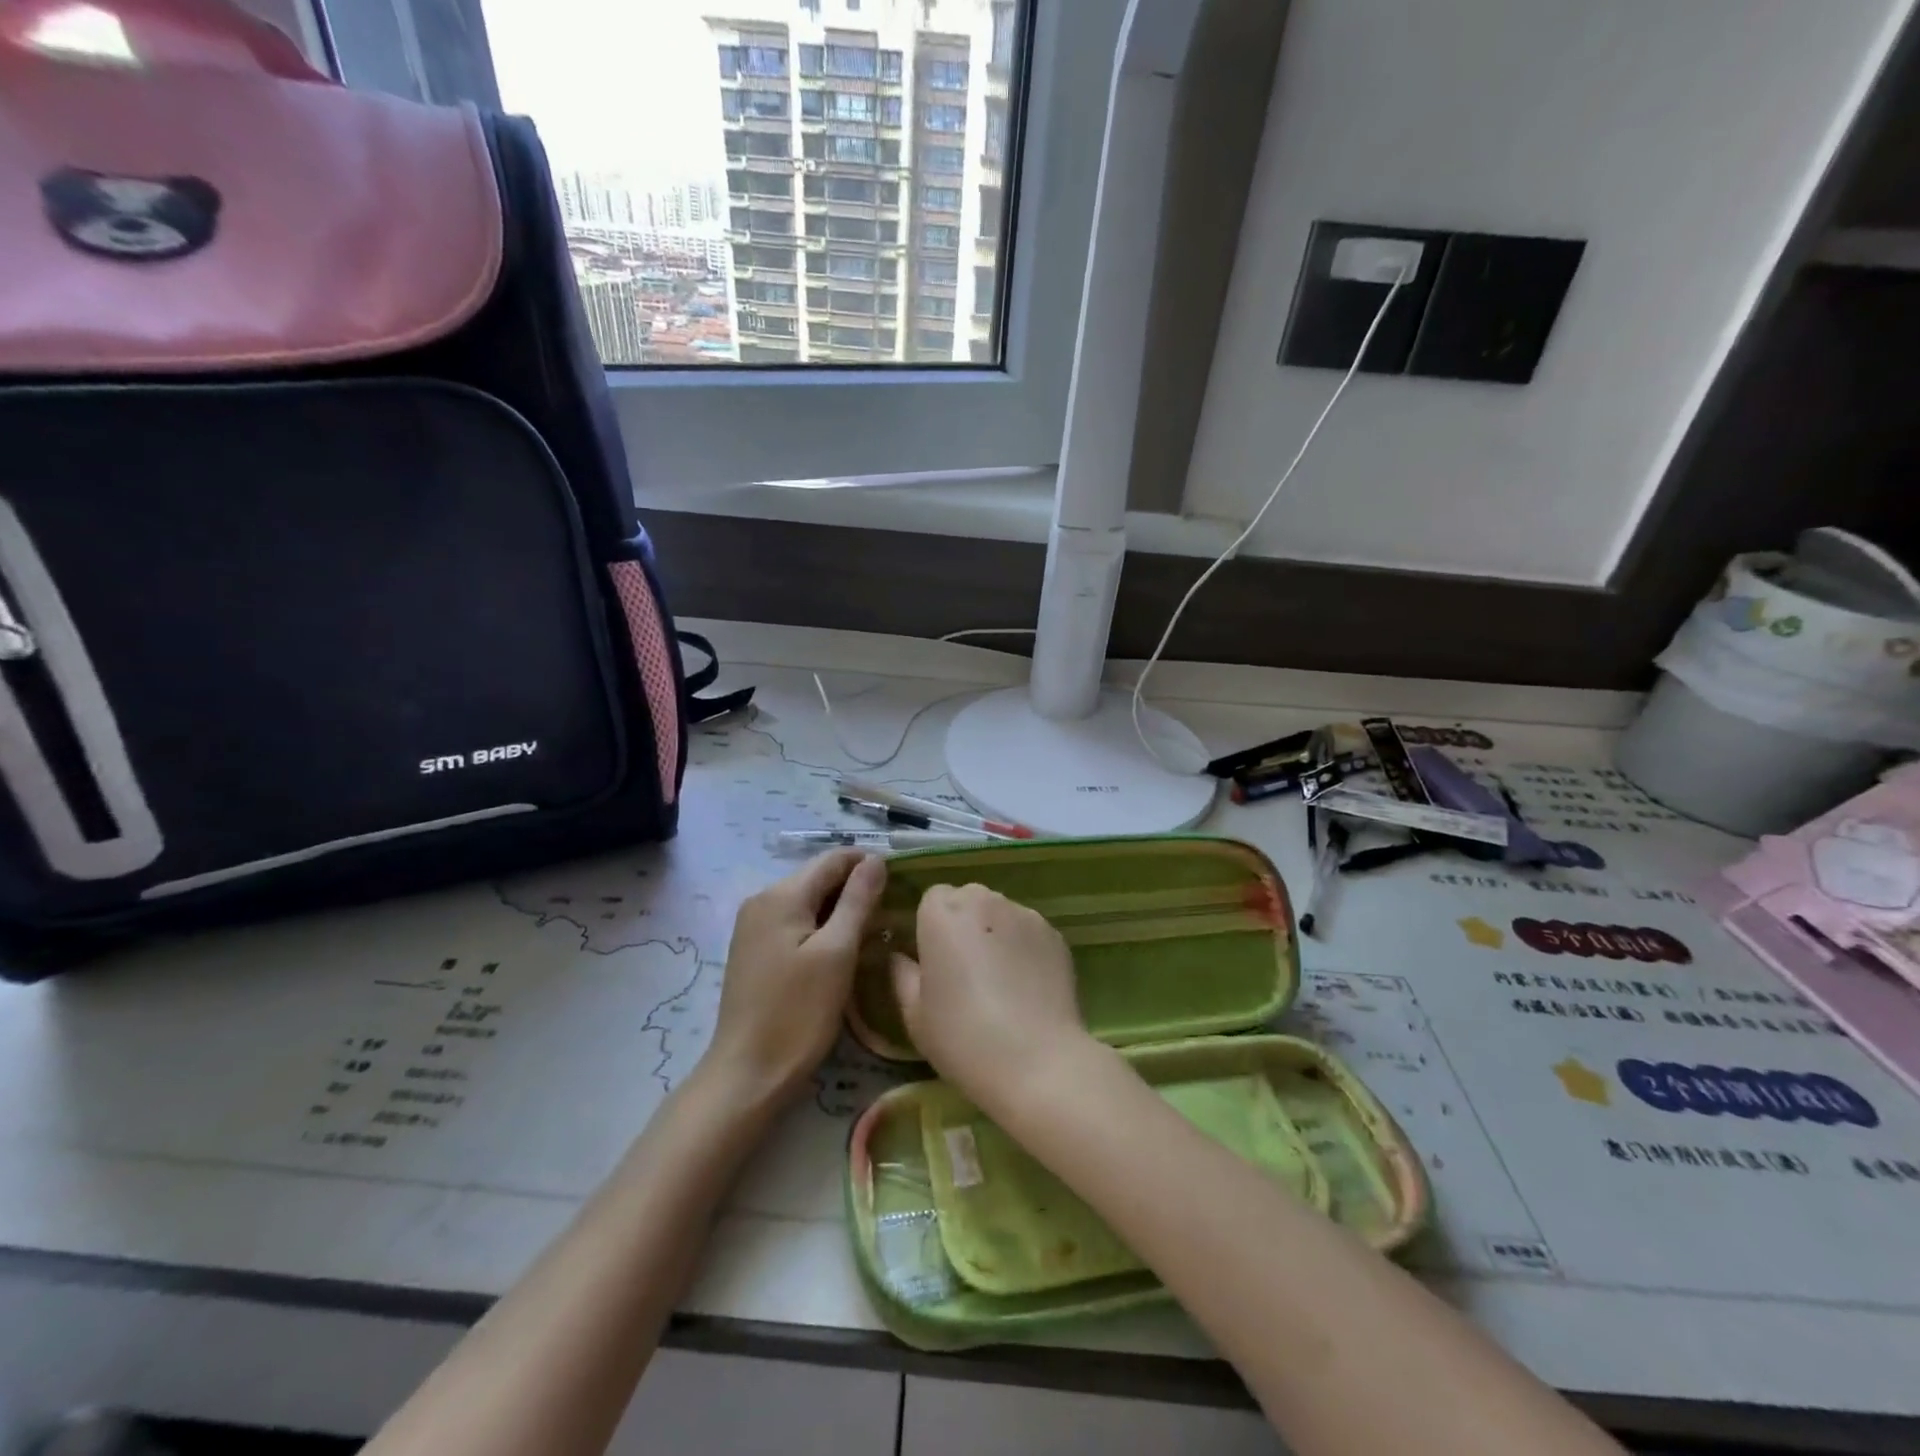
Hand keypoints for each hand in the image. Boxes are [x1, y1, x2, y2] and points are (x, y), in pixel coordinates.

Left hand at [707, 851, 887, 1106]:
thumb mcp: (837, 953)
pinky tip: (842, 948)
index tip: (903, 881)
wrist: (747, 1074)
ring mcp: (754, 926)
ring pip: (808, 901)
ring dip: (841, 908)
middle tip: (893, 909)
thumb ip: (857, 901)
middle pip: (819, 878)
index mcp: (781, 895)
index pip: (833, 859)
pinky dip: (822, 926)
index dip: (869, 863)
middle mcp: (762, 900)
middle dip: (856, 887)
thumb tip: (876, 860)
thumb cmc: (797, 1013)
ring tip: (875, 929)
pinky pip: (795, 922)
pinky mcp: (754, 950)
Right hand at [889, 883, 1092, 1113]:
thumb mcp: (914, 1014)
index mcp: (942, 912)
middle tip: (964, 970)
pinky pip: (1029, 932)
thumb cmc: (962, 1036)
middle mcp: (984, 900)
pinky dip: (1023, 948)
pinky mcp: (1055, 934)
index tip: (934, 959)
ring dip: (995, 933)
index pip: (932, 899)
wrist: (1037, 1060)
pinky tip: (1026, 986)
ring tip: (999, 980)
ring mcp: (1024, 914)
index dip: (931, 926)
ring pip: (1001, 913)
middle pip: (968, 899)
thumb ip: (902, 974)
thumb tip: (899, 957)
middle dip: (964, 924)